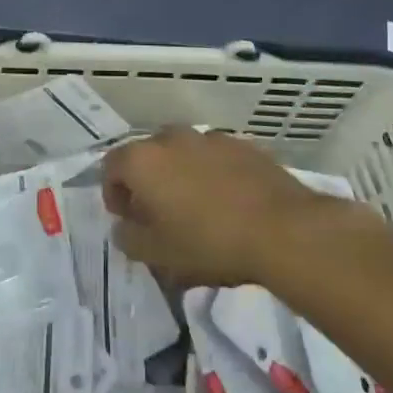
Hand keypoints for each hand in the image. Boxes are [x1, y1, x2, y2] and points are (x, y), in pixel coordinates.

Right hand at [104, 128, 357, 286]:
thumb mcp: (156, 255)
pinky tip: (228, 203)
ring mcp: (208, 137)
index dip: (113, 194)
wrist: (283, 230)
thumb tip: (124, 226)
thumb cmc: (208, 243)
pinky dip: (212, 174)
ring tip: (196, 209)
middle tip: (159, 216)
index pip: (110, 167)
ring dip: (180, 175)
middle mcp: (170, 138)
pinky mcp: (242, 144)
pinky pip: (214, 157)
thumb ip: (128, 238)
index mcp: (141, 159)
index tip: (128, 220)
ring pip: (182, 154)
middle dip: (147, 182)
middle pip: (146, 156)